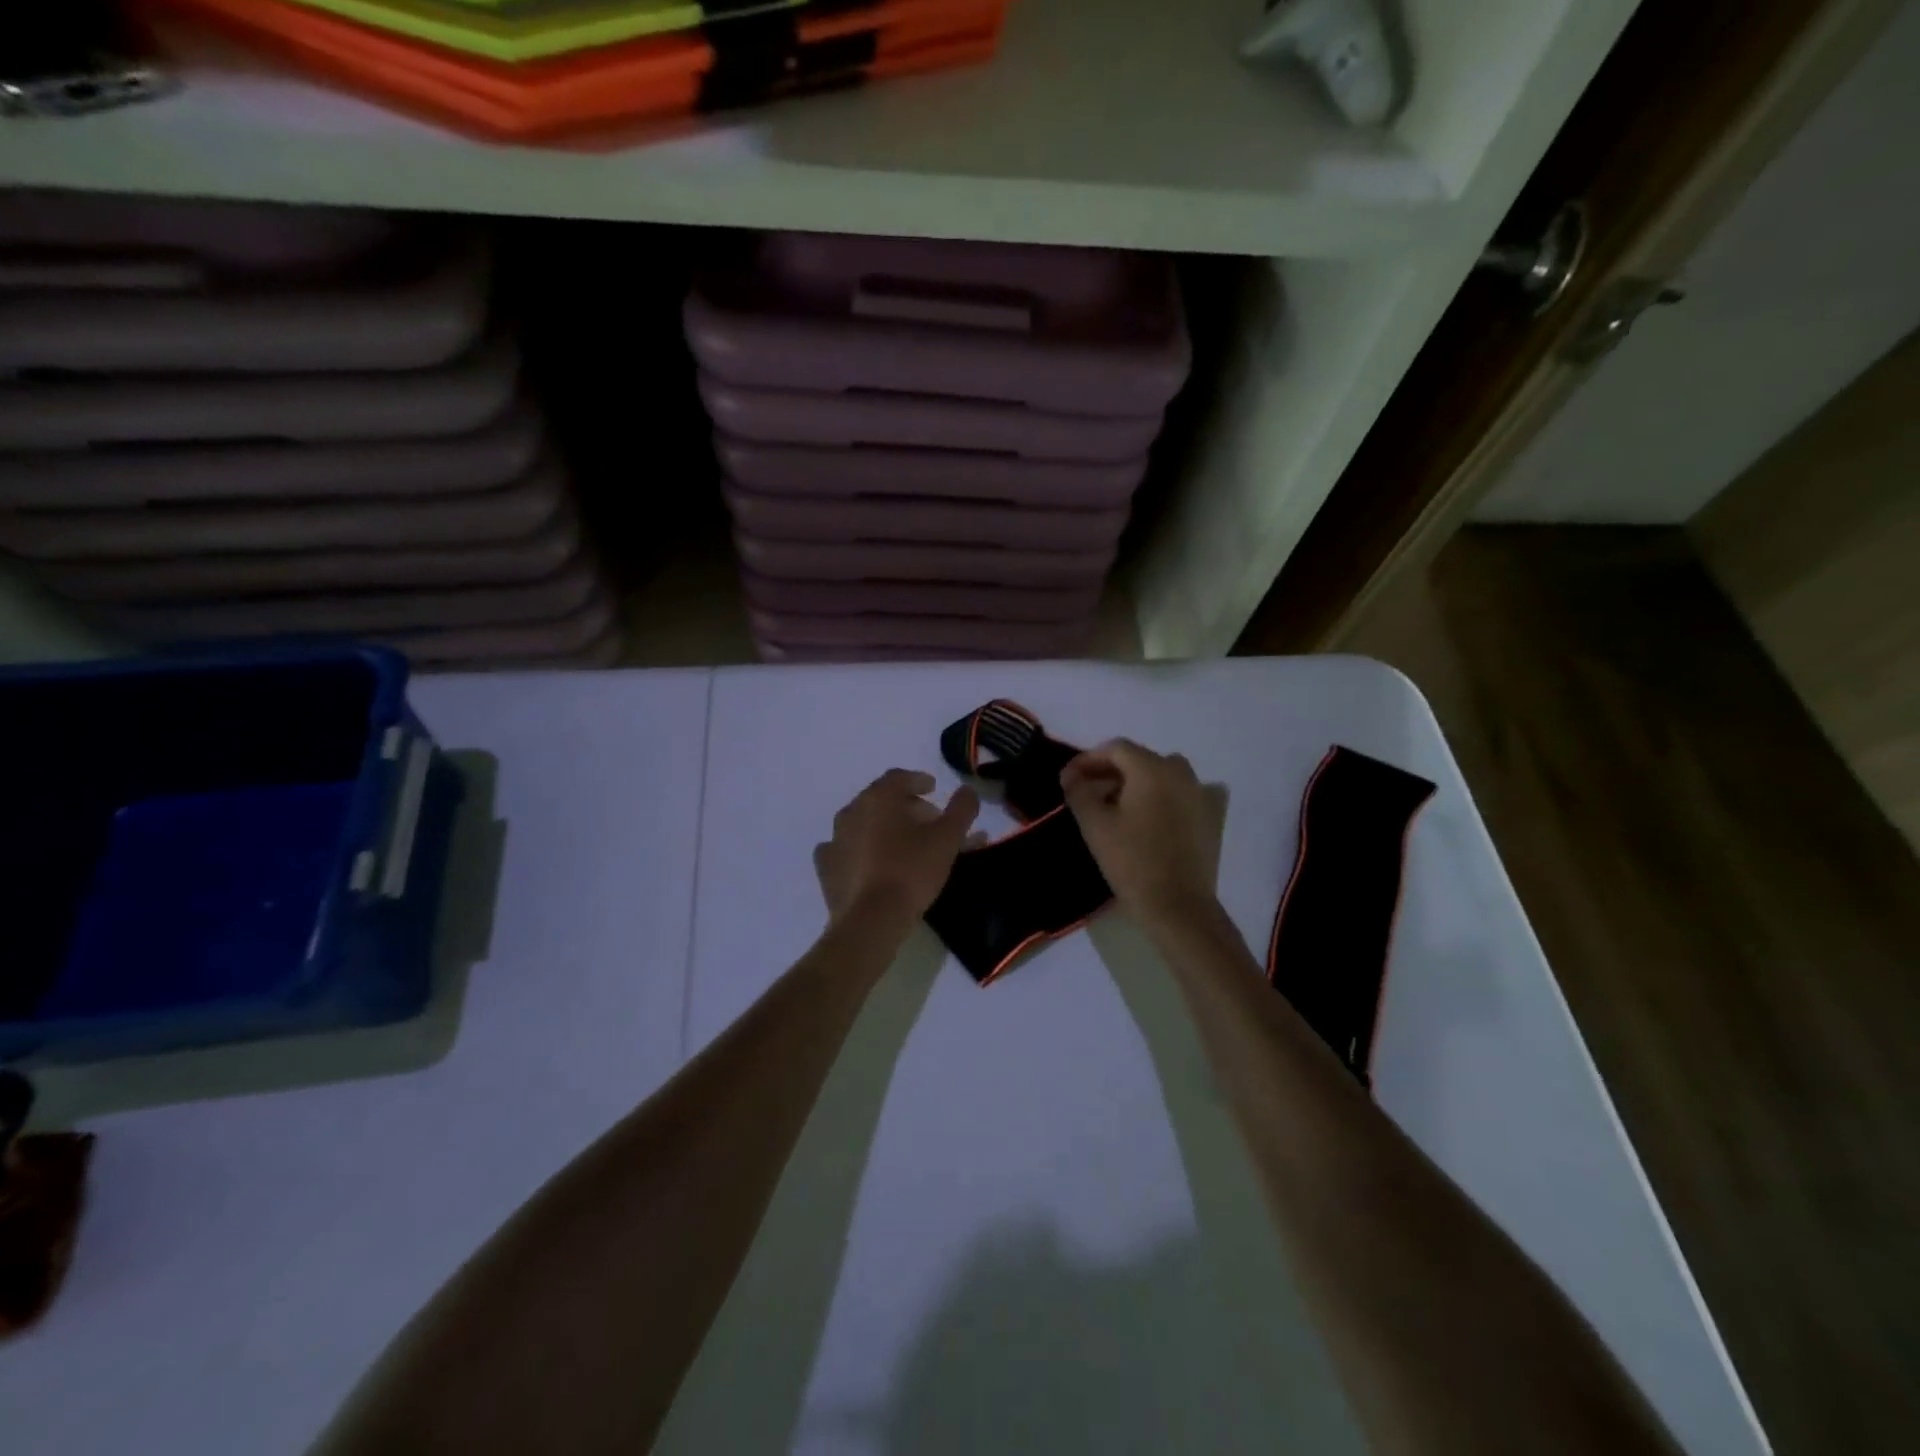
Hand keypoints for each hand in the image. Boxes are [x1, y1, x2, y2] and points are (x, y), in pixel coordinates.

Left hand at [814, 770, 980, 925]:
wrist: (871, 919)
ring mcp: (835, 839)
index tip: (933, 788)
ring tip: (904, 844)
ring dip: (884, 828)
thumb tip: (967, 790)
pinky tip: (870, 862)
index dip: (918, 780)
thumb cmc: (912, 871)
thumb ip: (961, 809)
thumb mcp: (947, 838)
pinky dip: (860, 850)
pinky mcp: (827, 867)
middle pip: (881, 800)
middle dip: (906, 807)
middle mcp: (852, 811)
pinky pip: (846, 849)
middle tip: (928, 822)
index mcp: (878, 798)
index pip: (899, 777)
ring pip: (864, 824)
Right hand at [1061, 739, 1225, 929]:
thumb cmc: (1131, 862)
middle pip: (1140, 760)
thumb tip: (1072, 776)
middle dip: (1111, 772)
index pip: (1115, 748)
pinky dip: (1170, 795)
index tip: (1068, 779)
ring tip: (1120, 805)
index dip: (1087, 759)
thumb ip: (1079, 791)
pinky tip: (1160, 812)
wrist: (1178, 906)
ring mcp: (1202, 793)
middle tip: (1088, 793)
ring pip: (1164, 774)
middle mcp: (1181, 771)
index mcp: (1152, 768)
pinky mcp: (1214, 816)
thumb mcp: (1094, 824)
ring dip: (1139, 783)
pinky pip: (1189, 793)